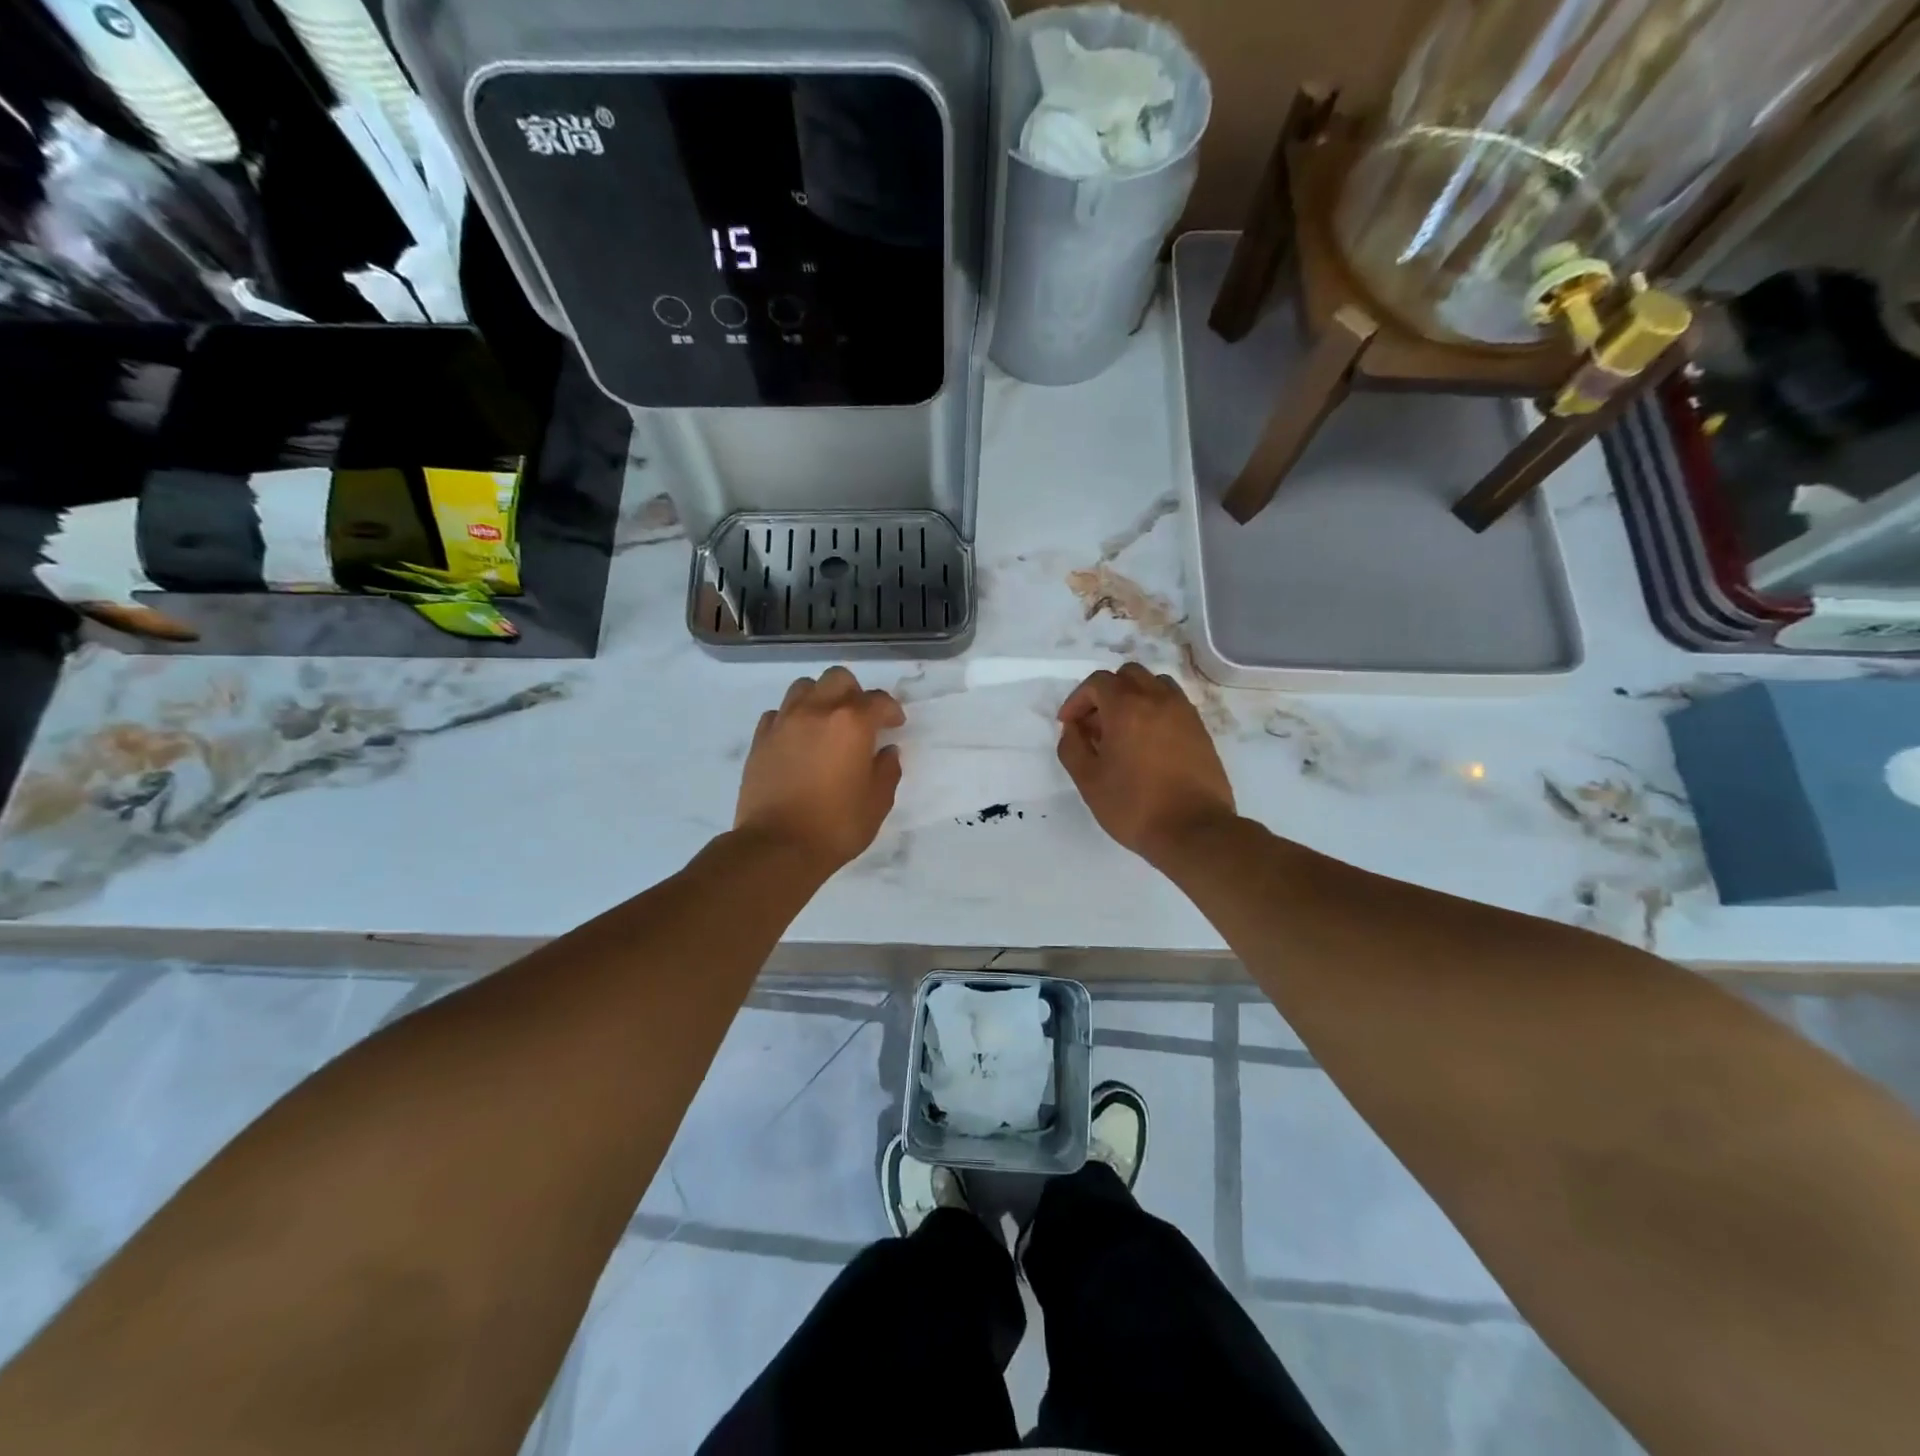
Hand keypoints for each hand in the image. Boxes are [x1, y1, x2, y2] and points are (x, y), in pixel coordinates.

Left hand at [735, 667, 905, 871]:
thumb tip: (887, 752)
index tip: (894, 726)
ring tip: (826, 723)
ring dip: (821, 698)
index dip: (891, 711)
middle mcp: (817, 711)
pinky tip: (798, 740)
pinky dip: (792, 719)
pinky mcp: (760, 739)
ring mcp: (784, 722)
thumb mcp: (877, 802)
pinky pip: (779, 713)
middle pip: (838, 679)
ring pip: (804, 687)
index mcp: (852, 723)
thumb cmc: (836, 826)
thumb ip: (887, 770)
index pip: (878, 700)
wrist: (777, 846)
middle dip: (854, 693)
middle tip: (860, 720)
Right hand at [1057, 663, 1236, 862]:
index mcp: (1127, 707)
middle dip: (1106, 694)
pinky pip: (1173, 704)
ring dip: (1134, 697)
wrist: (1194, 830)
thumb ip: (1072, 747)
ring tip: (1123, 729)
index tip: (1069, 725)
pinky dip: (1155, 710)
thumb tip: (1073, 728)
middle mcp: (1158, 699)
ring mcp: (1184, 712)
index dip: (1077, 700)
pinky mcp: (1200, 730)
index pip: (1097, 682)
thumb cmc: (1134, 806)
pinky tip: (1147, 743)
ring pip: (1155, 684)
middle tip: (1095, 726)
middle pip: (1128, 675)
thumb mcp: (1088, 780)